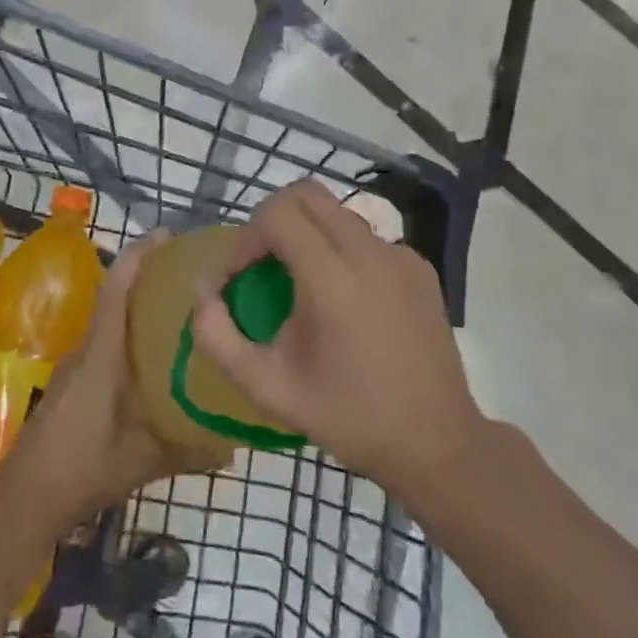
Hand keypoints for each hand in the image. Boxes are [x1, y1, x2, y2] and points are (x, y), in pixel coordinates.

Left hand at [8, 232, 232, 528]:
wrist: (24, 497)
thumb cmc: (82, 468)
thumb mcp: (141, 461)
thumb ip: (187, 452)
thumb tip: (232, 450)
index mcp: (101, 356)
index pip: (117, 291)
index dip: (138, 257)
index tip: (165, 235)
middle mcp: (85, 351)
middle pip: (115, 299)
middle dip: (147, 278)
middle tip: (189, 275)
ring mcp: (74, 367)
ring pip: (110, 324)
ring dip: (137, 309)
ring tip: (178, 313)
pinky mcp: (71, 384)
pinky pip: (104, 345)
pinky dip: (127, 337)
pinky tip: (150, 360)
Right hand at [190, 179, 478, 493]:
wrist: (435, 442)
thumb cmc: (347, 416)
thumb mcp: (267, 387)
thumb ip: (218, 337)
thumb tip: (202, 295)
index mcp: (332, 278)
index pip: (276, 214)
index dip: (244, 239)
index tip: (236, 280)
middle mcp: (370, 252)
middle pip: (306, 194)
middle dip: (270, 221)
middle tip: (259, 266)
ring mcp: (401, 256)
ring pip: (337, 213)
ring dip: (306, 234)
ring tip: (298, 284)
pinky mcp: (420, 268)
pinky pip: (367, 239)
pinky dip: (341, 252)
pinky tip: (343, 300)